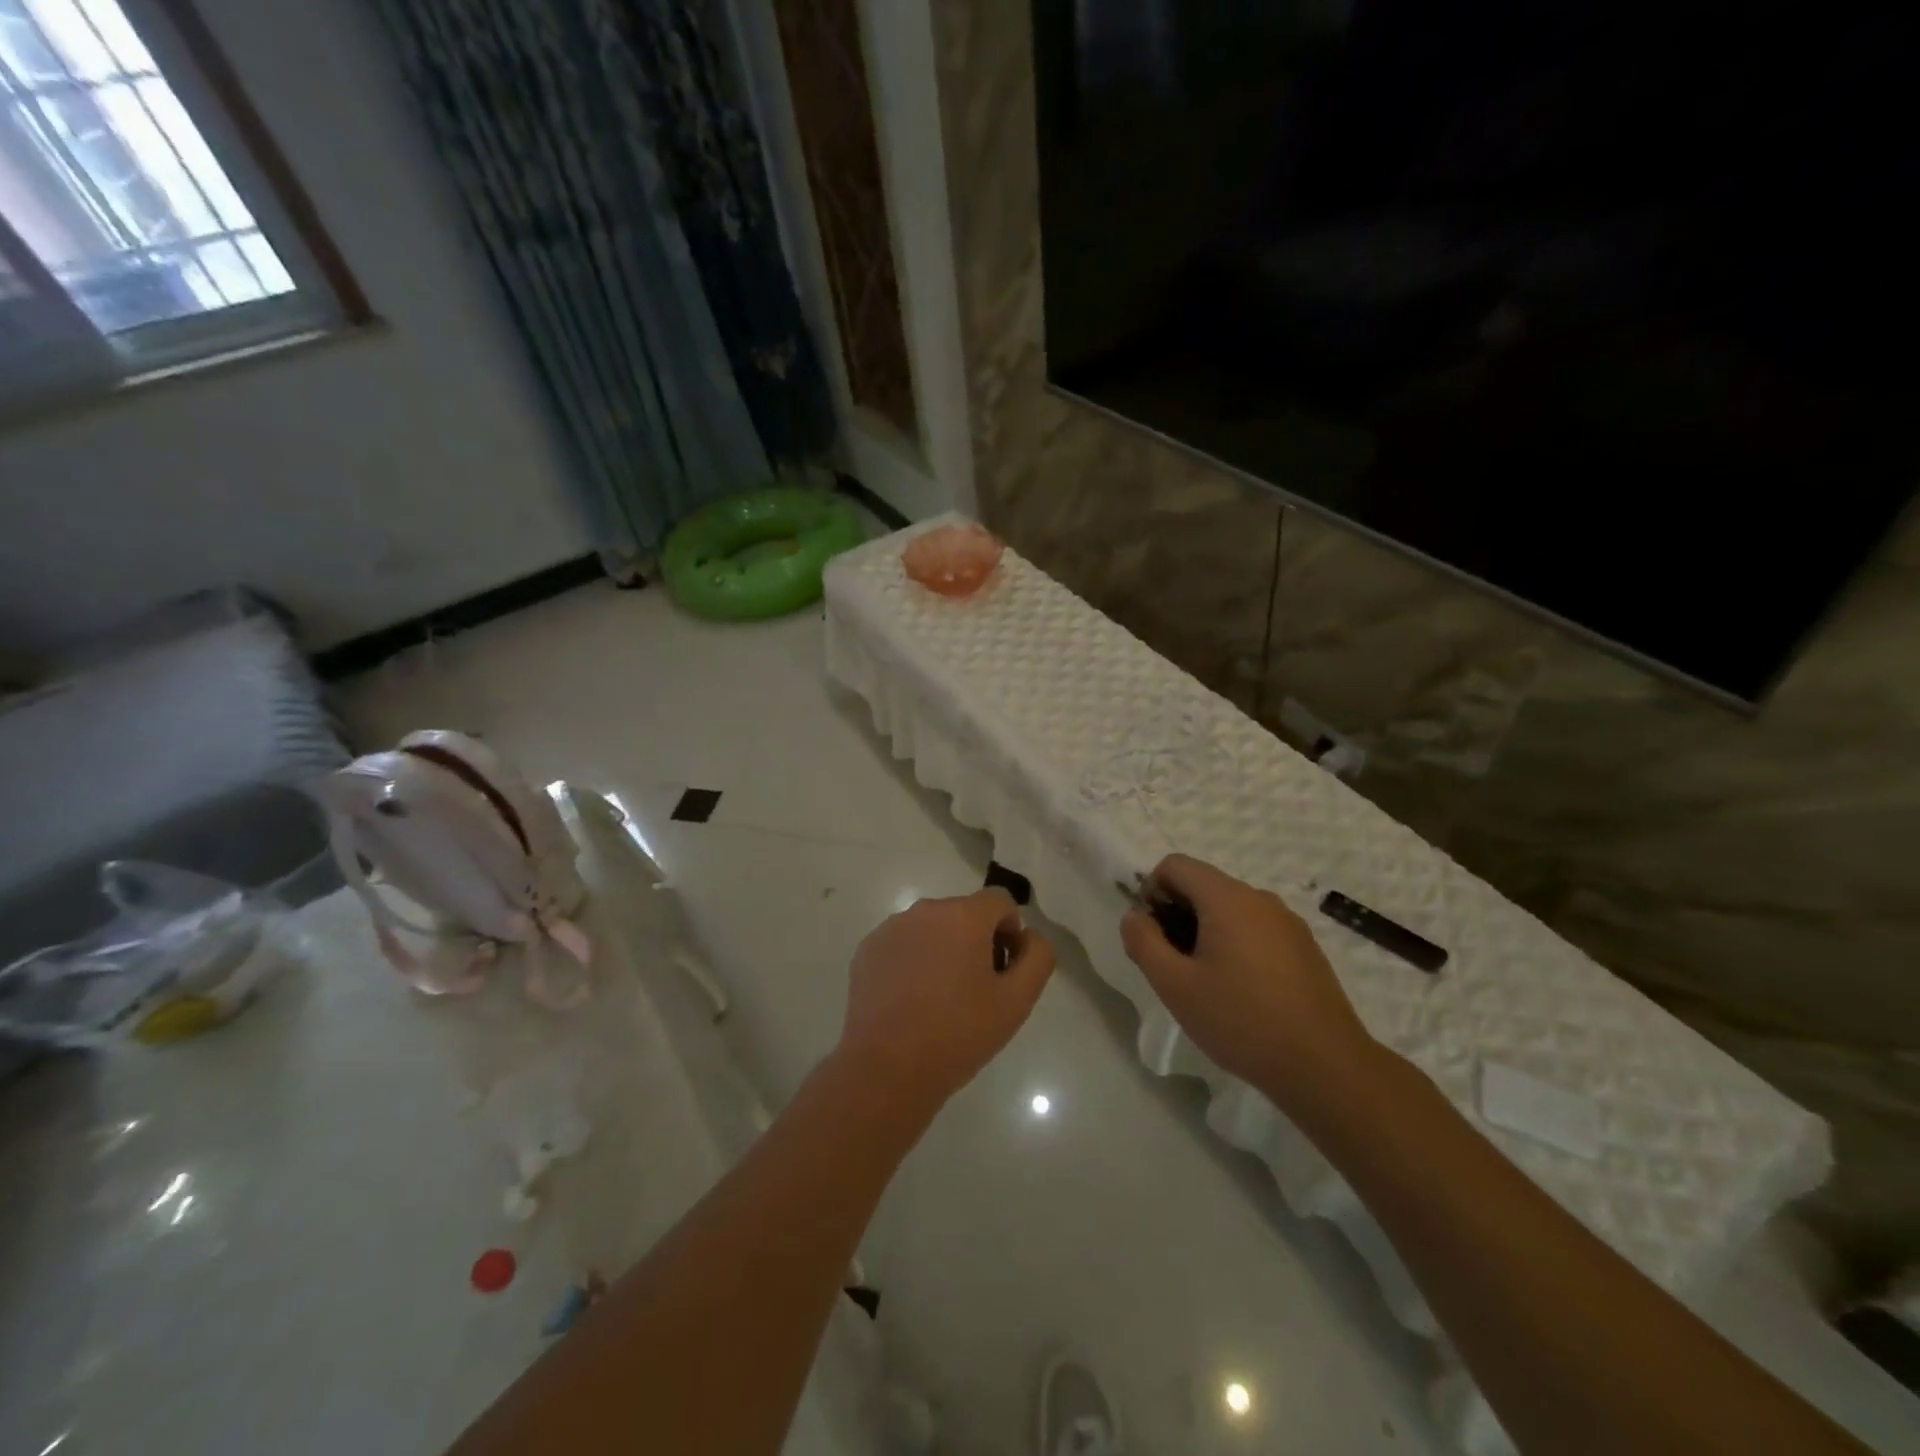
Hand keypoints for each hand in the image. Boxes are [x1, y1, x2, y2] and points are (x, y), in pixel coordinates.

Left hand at [838, 889, 1055, 1116]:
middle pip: (964, 914)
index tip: (1003, 972)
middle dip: (977, 942)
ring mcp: (891, 928)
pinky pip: (903, 944)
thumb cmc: (958, 1033)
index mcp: (963, 916)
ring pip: (932, 929)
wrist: (886, 1068)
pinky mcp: (867, 950)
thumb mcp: (1017, 1000)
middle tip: (976, 992)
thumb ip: (1037, 957)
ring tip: (940, 1000)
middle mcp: (925, 910)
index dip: (1010, 933)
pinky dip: (913, 961)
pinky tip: (911, 1002)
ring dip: (944, 951)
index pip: (1000, 902)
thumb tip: (1029, 936)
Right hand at [1120, 854, 1376, 1114]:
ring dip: (1204, 932)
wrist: (1325, 1066)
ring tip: (1205, 983)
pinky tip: (1240, 992)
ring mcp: (1287, 922)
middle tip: (1172, 966)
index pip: (1175, 866)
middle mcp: (1260, 898)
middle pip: (1202, 885)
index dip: (1151, 893)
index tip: (1152, 937)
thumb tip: (1134, 916)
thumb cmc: (1241, 1021)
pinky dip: (1235, 945)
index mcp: (1227, 898)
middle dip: (1176, 915)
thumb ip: (1143, 942)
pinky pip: (1256, 929)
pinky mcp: (1304, 947)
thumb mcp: (1175, 985)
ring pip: (1229, 909)